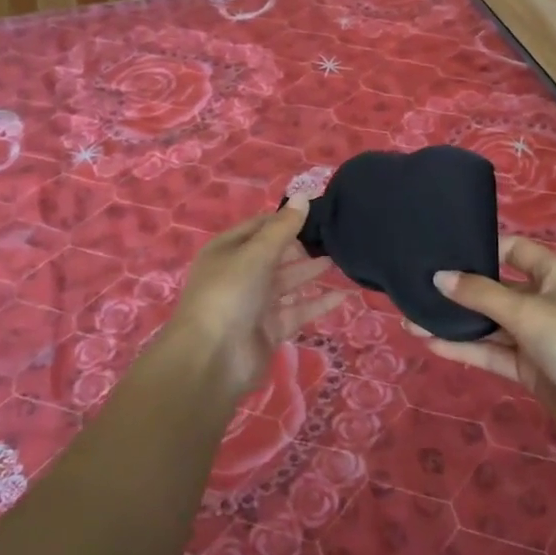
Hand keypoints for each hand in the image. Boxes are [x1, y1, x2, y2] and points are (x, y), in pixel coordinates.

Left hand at [166, 198, 347, 396]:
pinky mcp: (269, 330)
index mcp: (227, 250)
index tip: (317, 212)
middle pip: (274, 255)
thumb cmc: (229, 294)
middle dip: (301, 246)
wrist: (211, 359)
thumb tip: (304, 195)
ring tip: (340, 258)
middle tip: (334, 236)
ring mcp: (254, 304)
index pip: (259, 227)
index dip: (285, 219)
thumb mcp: (256, 254)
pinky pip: (297, 311)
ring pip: (287, 282)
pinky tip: (344, 295)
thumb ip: (283, 228)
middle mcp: (239, 274)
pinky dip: (318, 303)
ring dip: (310, 272)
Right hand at [421, 236, 555, 464]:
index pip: (513, 250)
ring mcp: (535, 336)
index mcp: (553, 274)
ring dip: (455, 322)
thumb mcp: (527, 311)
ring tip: (410, 318)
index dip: (481, 248)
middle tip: (417, 286)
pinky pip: (491, 352)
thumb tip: (439, 277)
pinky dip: (464, 348)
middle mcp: (543, 300)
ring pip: (488, 323)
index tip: (443, 250)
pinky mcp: (528, 367)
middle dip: (459, 290)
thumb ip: (481, 294)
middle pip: (495, 288)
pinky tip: (430, 342)